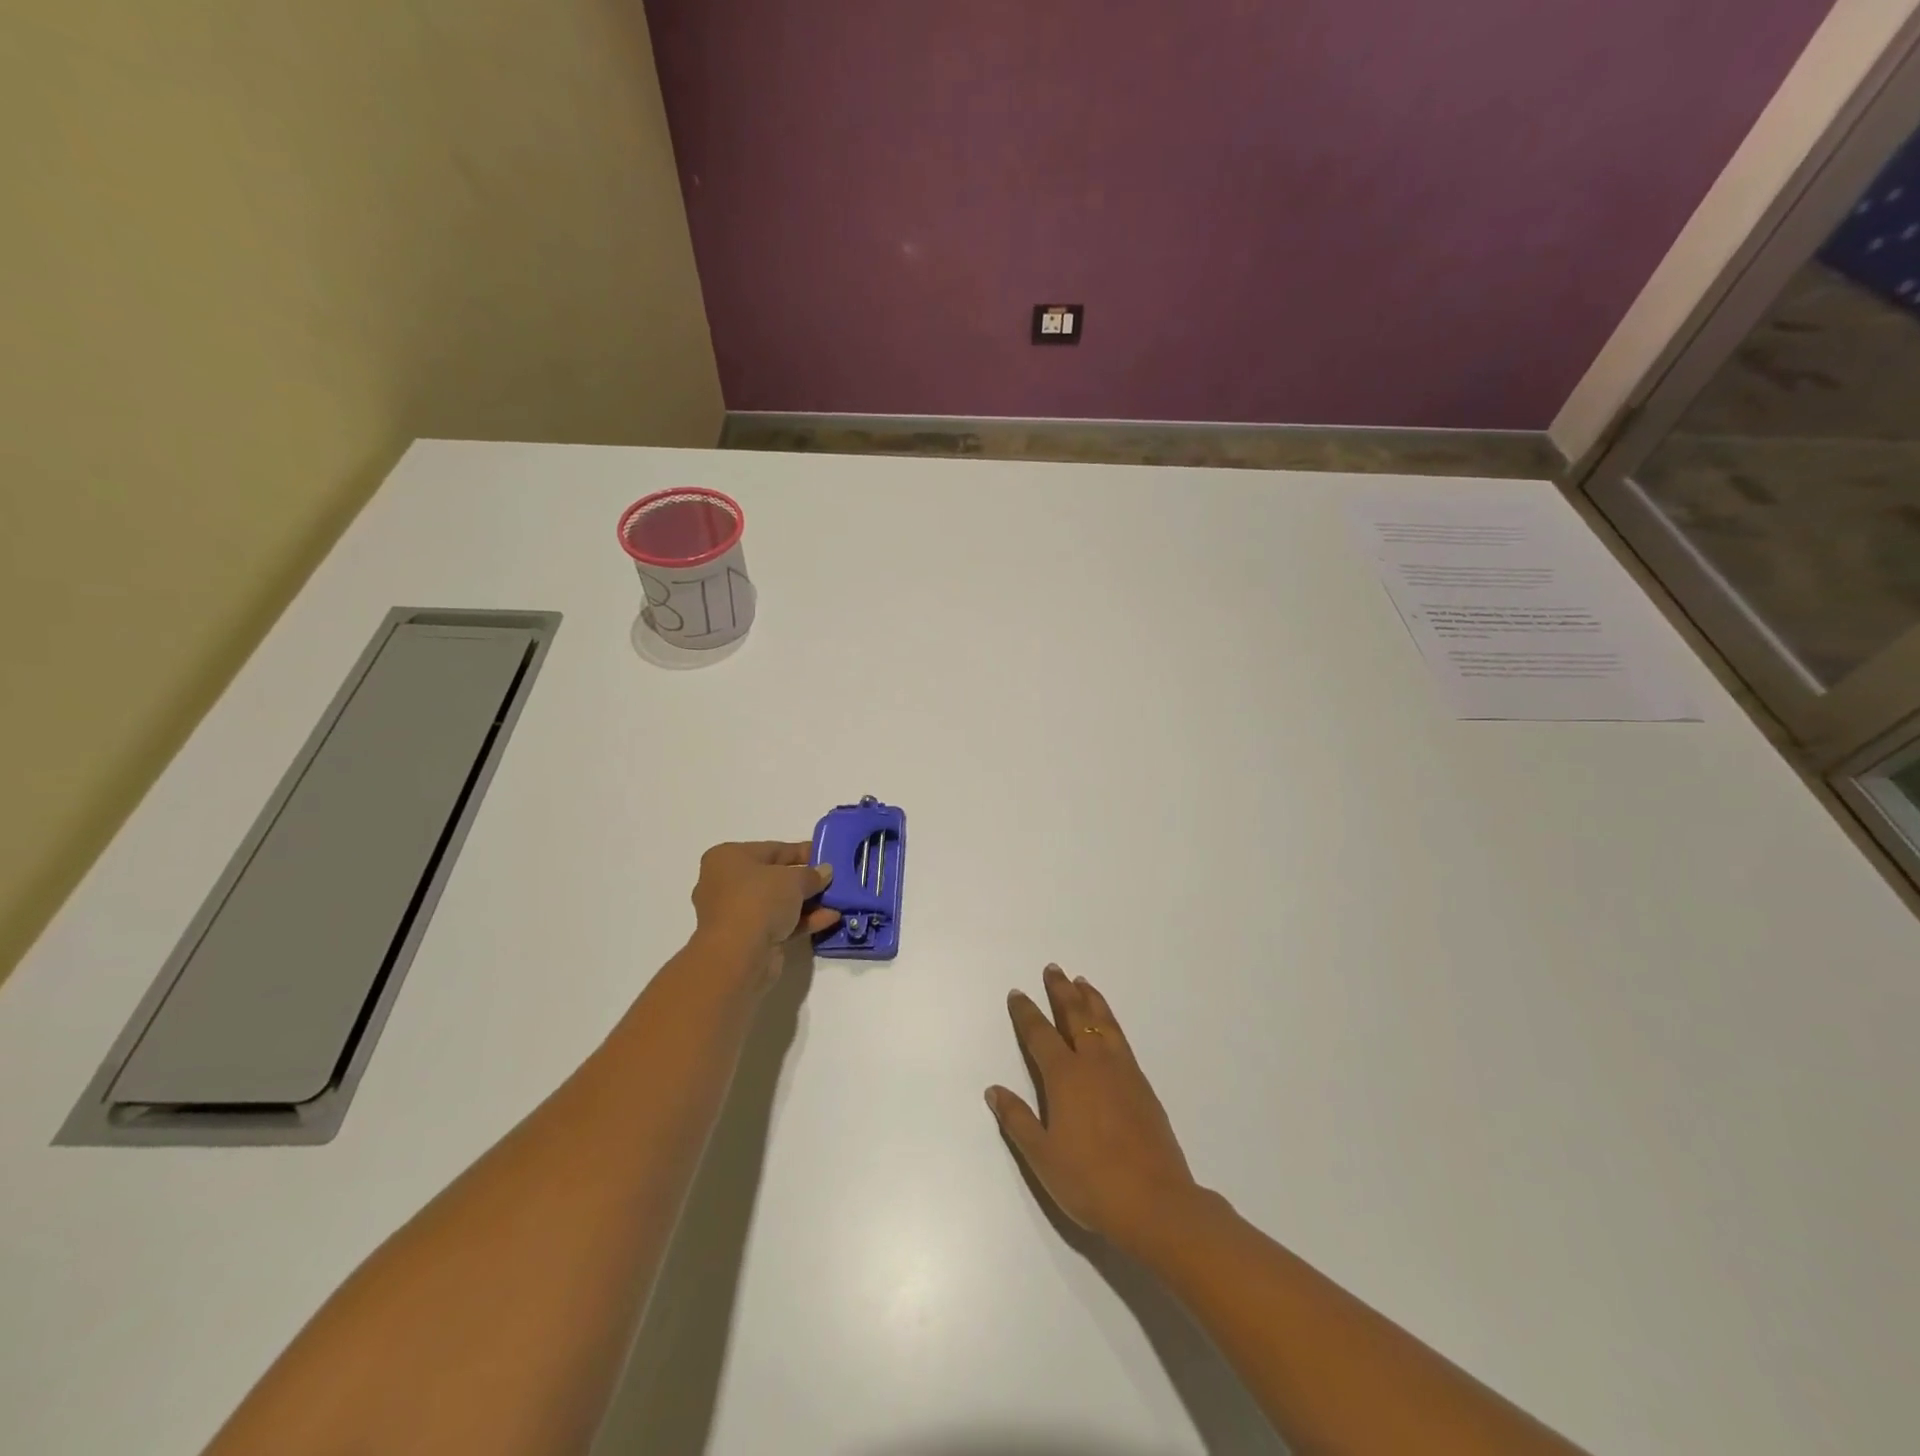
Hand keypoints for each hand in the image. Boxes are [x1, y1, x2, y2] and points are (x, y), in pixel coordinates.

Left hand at [690, 841, 838, 971]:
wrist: (738, 956)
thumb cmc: (759, 900)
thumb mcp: (793, 878)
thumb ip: (812, 874)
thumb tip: (825, 872)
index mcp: (728, 858)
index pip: (772, 849)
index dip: (801, 851)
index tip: (826, 855)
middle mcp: (727, 883)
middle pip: (775, 877)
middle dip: (806, 879)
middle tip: (833, 879)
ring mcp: (737, 913)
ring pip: (779, 903)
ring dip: (808, 902)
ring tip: (838, 900)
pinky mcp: (748, 939)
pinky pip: (780, 923)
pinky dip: (804, 920)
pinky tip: (831, 919)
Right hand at [988, 965, 1201, 1252]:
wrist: (1155, 1202)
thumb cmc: (1090, 1181)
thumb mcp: (1042, 1156)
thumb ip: (1017, 1120)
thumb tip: (994, 1089)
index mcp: (1065, 1077)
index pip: (1040, 1034)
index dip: (1026, 1013)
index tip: (1018, 993)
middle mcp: (1093, 1063)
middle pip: (1074, 1016)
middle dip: (1061, 991)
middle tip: (1053, 969)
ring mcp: (1122, 1071)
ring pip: (1103, 1021)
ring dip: (1089, 999)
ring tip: (1081, 982)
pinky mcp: (1143, 1085)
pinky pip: (1120, 1037)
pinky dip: (1109, 1019)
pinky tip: (1108, 1023)